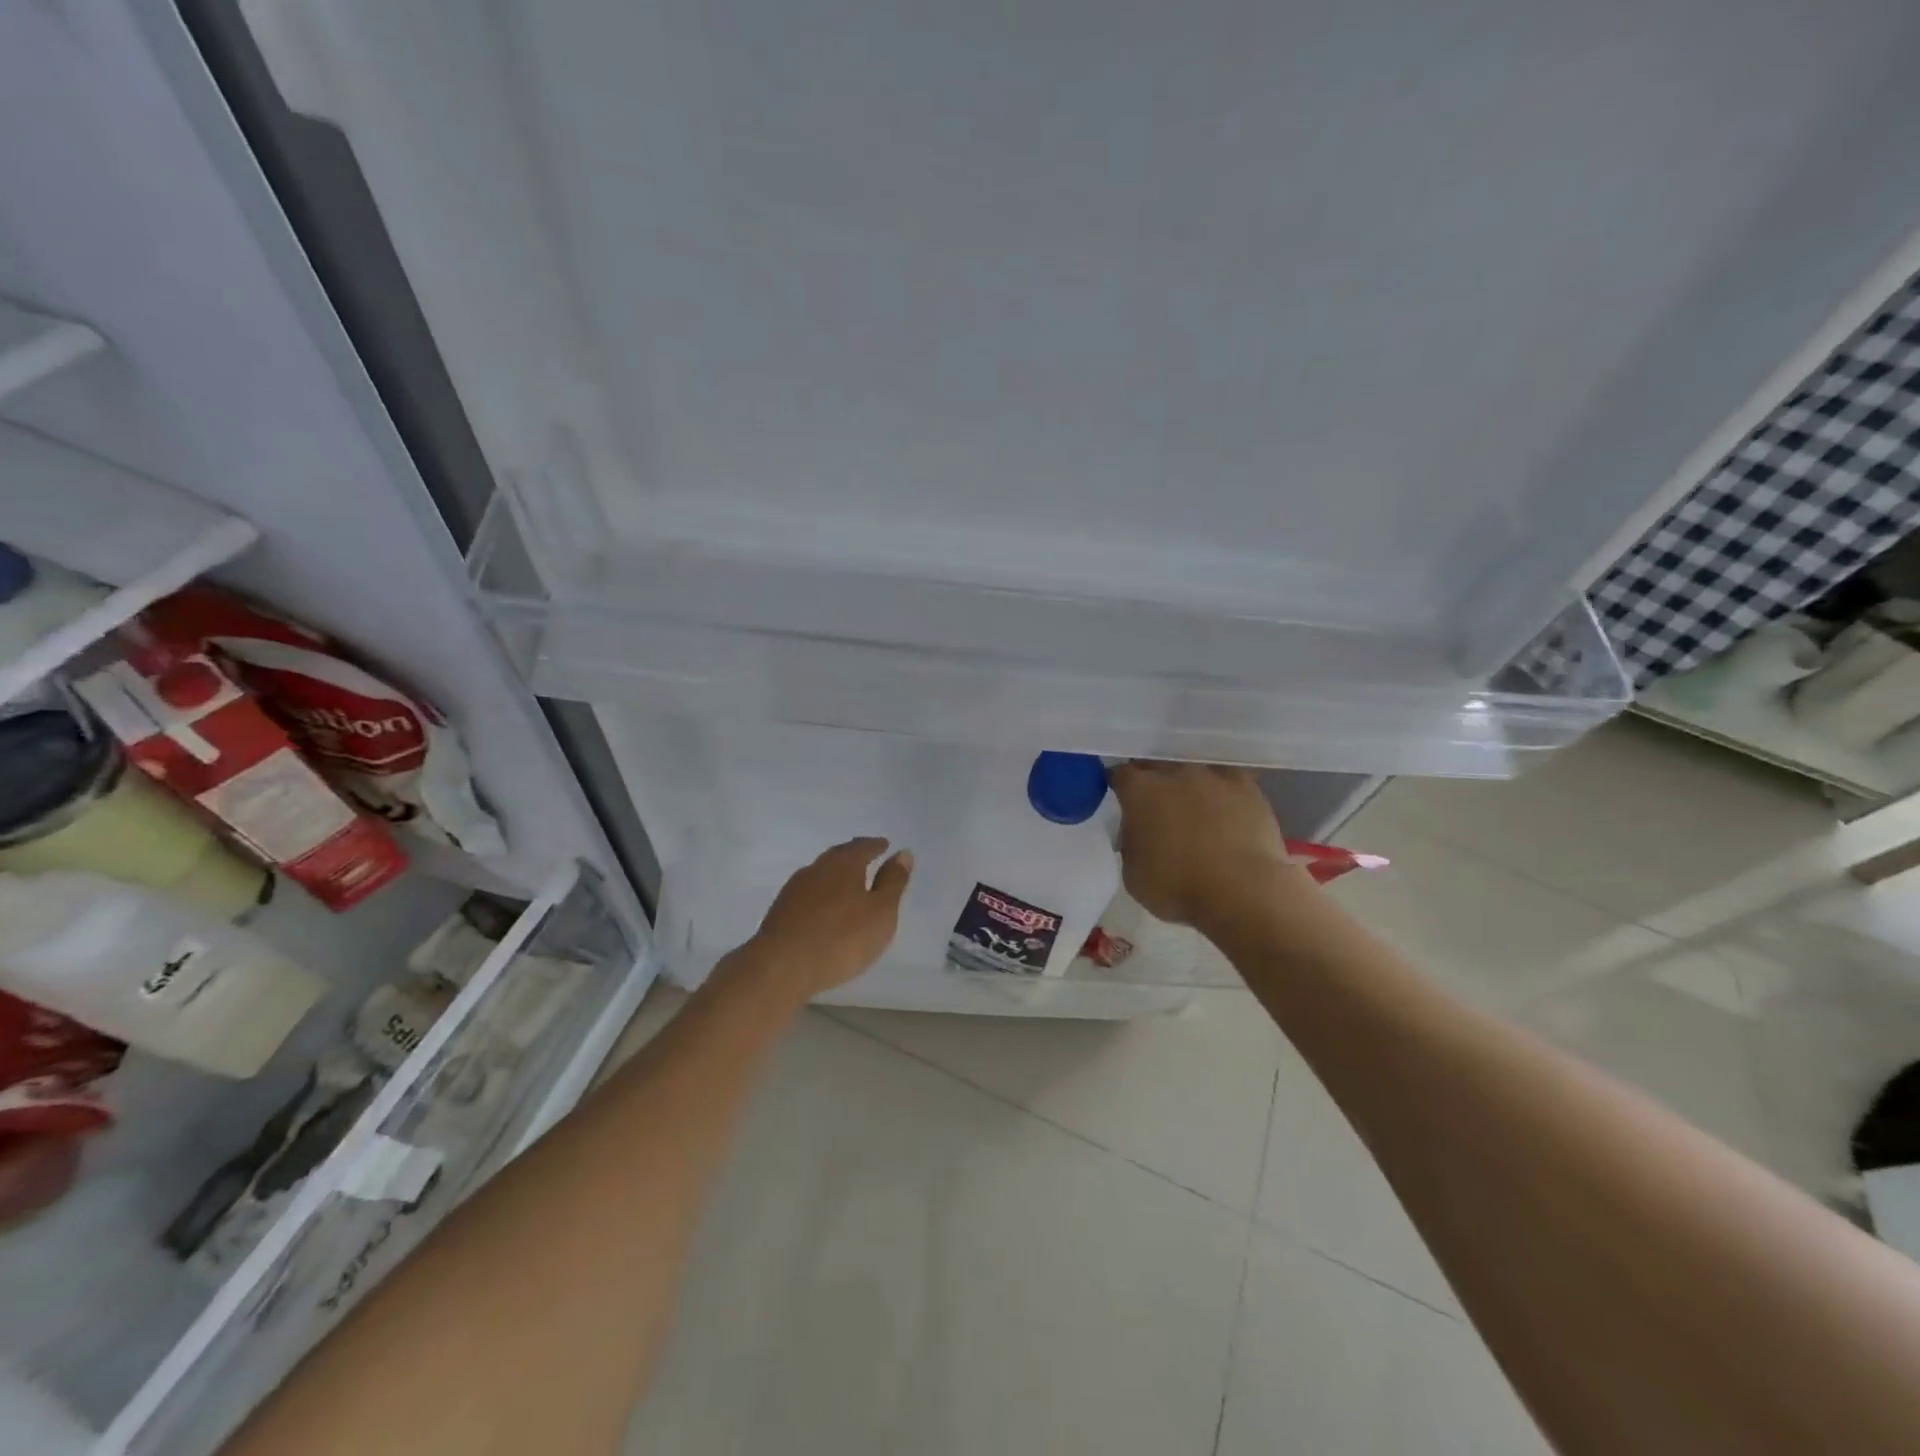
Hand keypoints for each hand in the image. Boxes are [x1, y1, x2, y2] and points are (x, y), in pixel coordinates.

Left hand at [735, 837, 913, 1002]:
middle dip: (854, 856)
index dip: (876, 846)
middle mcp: (817, 868)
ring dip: (836, 875)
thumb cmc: (841, 938)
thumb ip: (893, 882)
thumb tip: (903, 852)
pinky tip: (824, 907)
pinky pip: (808, 893)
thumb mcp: (881, 912)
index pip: (863, 846)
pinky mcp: (781, 910)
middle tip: (868, 858)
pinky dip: (821, 894)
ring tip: (848, 884)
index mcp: (844, 863)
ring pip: (821, 874)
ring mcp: (795, 888)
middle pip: (839, 856)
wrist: (781, 966)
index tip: (885, 845)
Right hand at [1109, 762, 1294, 927]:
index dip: (1120, 788)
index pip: (1120, 775)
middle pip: (1156, 767)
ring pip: (1192, 772)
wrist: (1242, 893)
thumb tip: (1139, 833)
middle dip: (1152, 783)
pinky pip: (1227, 781)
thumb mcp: (1132, 873)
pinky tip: (1225, 810)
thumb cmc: (1177, 888)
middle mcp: (1174, 773)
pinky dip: (1221, 792)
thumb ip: (1130, 842)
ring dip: (1187, 787)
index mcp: (1140, 791)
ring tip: (1194, 811)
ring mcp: (1213, 776)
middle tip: (1156, 809)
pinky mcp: (1247, 787)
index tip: (1122, 803)